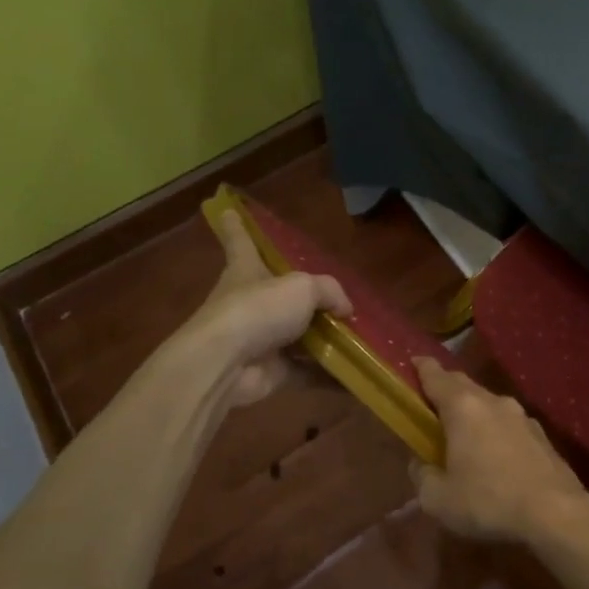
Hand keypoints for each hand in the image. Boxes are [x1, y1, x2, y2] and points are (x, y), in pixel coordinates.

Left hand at [179, 210, 350, 406]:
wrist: (226, 364)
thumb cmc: (258, 310)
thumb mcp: (302, 287)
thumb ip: (329, 292)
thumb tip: (346, 310)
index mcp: (247, 271)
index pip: (241, 241)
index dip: (237, 226)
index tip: (226, 209)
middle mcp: (251, 303)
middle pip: (280, 295)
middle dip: (306, 299)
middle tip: (339, 302)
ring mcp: (260, 340)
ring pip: (299, 337)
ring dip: (325, 340)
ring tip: (361, 340)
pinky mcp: (271, 371)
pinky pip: (306, 372)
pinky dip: (328, 377)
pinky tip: (356, 378)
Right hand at [410, 358, 588, 543]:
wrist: (555, 513)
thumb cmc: (488, 501)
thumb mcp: (438, 499)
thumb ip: (423, 476)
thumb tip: (421, 465)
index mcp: (463, 408)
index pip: (436, 376)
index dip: (422, 368)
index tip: (413, 362)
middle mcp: (494, 402)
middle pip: (464, 385)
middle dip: (446, 388)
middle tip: (431, 400)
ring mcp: (522, 417)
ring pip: (489, 404)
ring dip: (473, 411)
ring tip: (462, 431)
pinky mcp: (542, 436)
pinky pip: (509, 424)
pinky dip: (495, 430)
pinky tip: (494, 453)